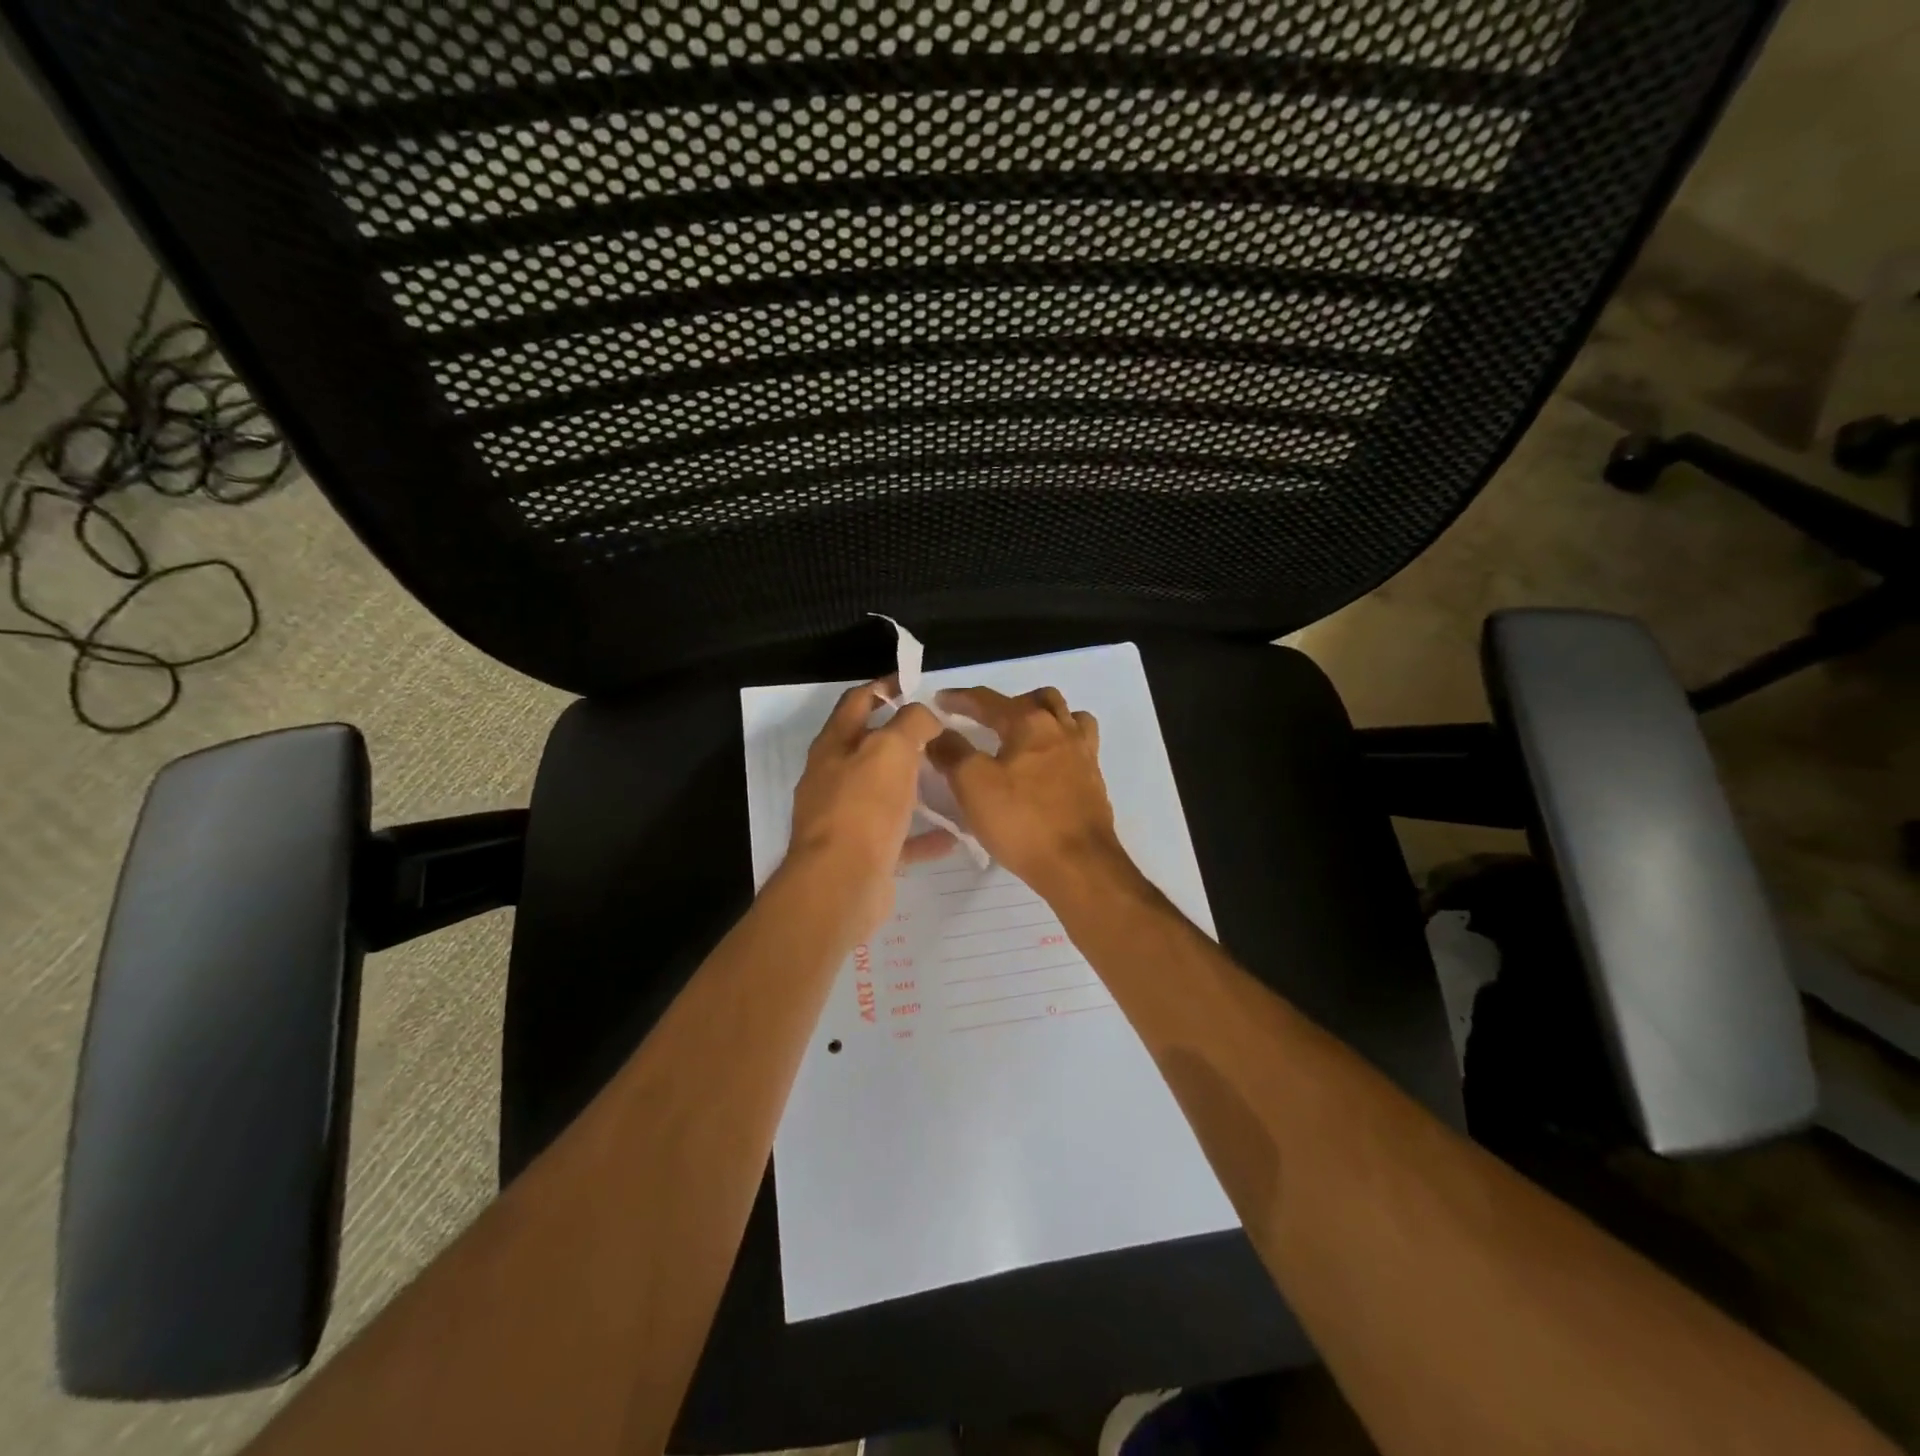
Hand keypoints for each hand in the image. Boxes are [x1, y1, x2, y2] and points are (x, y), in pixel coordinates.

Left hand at [786, 680, 953, 933]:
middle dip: (903, 739)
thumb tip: (926, 715)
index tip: (915, 682)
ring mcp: (846, 819)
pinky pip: (898, 839)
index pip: (857, 701)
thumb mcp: (892, 749)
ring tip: (949, 779)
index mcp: (834, 746)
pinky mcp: (862, 854)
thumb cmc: (864, 807)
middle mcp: (834, 779)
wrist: (841, 884)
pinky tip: (953, 835)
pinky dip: (922, 835)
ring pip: (885, 794)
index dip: (884, 687)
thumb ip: (912, 723)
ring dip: (914, 787)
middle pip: (870, 749)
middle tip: (941, 735)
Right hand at [927, 685, 1132, 897]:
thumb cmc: (1021, 820)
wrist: (1078, 864)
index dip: (960, 698)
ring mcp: (1084, 755)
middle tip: (988, 722)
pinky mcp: (1094, 781)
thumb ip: (952, 753)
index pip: (989, 699)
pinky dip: (1060, 745)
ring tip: (1023, 738)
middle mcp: (1062, 730)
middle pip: (1039, 699)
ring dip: (1044, 718)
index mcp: (1030, 723)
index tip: (940, 701)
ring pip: (1068, 717)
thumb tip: (937, 734)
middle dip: (1010, 703)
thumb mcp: (972, 784)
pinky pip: (1079, 746)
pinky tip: (1046, 767)